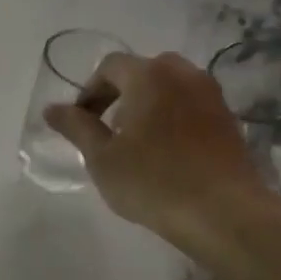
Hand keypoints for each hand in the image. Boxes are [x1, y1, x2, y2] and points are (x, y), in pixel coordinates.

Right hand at [44, 51, 268, 239]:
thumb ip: (76, 127)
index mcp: (149, 76)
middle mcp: (183, 74)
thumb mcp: (102, 158)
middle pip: (143, 70)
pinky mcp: (228, 119)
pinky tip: (167, 152)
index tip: (81, 122)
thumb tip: (51, 109)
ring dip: (148, 104)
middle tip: (108, 129)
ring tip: (137, 141)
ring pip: (171, 86)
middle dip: (120, 93)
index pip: (110, 66)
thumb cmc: (153, 182)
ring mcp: (211, 95)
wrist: (223, 212)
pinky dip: (173, 116)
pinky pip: (191, 105)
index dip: (90, 91)